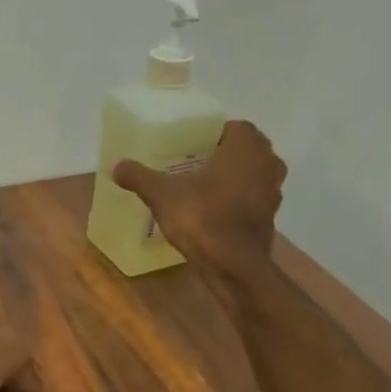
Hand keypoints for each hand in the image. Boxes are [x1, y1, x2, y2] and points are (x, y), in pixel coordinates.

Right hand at [112, 120, 287, 272]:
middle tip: (192, 164)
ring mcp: (274, 191)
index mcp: (246, 147)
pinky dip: (236, 201)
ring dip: (232, 178)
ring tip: (201, 187)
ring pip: (251, 175)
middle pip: (245, 150)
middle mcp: (268, 163)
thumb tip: (116, 165)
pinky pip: (252, 199)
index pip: (234, 127)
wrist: (233, 264)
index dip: (212, 134)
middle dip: (222, 155)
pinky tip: (212, 211)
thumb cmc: (202, 216)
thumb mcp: (161, 194)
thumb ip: (139, 176)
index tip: (190, 145)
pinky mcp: (270, 218)